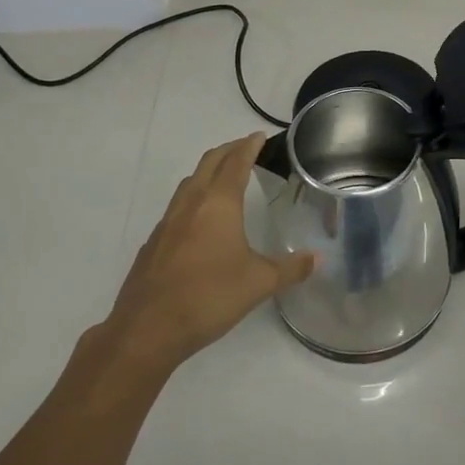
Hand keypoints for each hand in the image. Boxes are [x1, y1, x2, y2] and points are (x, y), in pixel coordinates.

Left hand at [103, 134, 316, 373]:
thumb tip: (317, 259)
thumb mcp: (258, 283)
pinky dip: (193, 198)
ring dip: (208, 171)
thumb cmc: (209, 296)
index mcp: (218, 203)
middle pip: (209, 162)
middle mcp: (191, 203)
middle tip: (245, 148)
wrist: (147, 328)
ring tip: (224, 178)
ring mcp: (168, 221)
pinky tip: (200, 220)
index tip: (259, 136)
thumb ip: (290, 269)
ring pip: (190, 182)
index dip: (249, 146)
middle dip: (228, 150)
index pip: (236, 162)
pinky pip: (177, 206)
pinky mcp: (154, 241)